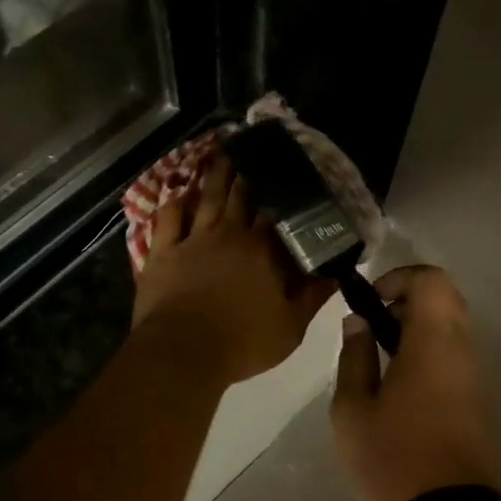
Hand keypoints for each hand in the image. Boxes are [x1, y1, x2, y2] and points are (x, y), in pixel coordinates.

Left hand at [132, 151, 336, 385]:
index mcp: (263, 251)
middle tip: (255, 150)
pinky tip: (181, 190)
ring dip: (216, 175)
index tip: (288, 174)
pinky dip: (175, 202)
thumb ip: (313, 296)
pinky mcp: (164, 250)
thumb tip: (336, 271)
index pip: (277, 214)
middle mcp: (230, 234)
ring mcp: (194, 239)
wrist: (183, 351)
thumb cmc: (242, 342)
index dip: (283, 194)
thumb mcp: (290, 327)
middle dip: (250, 173)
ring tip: (224, 152)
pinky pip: (169, 217)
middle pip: (242, 197)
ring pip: (208, 198)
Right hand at [330, 266, 500, 500]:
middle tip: (374, 325)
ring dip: (418, 328)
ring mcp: (475, 376)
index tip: (371, 300)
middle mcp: (462, 350)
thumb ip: (354, 356)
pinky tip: (401, 385)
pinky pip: (455, 355)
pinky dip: (429, 351)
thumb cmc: (394, 457)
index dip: (399, 277)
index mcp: (433, 342)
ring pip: (452, 328)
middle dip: (407, 300)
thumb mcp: (352, 408)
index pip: (432, 280)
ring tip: (382, 358)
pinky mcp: (478, 401)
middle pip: (445, 298)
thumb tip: (358, 322)